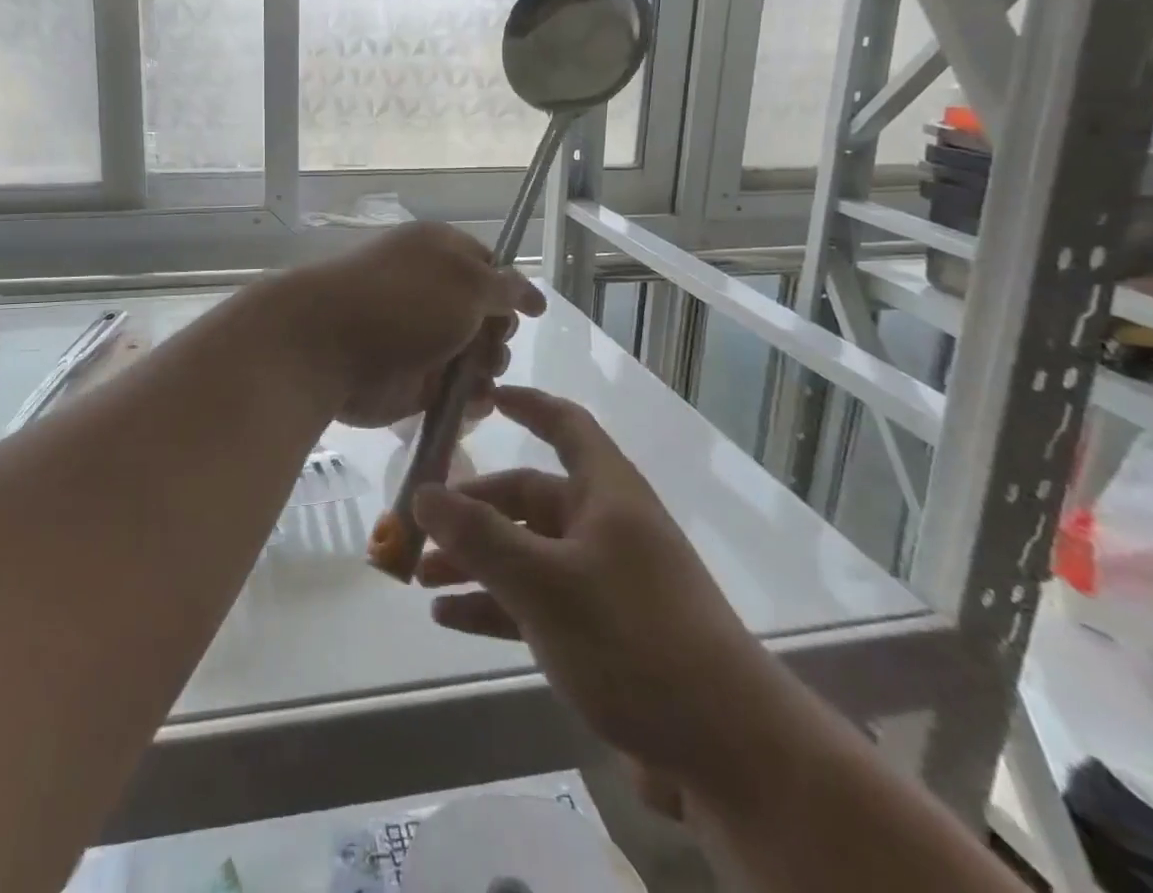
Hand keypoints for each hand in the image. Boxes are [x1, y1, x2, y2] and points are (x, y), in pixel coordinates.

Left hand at [266, 222, 544, 428]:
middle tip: (487, 343)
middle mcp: (432, 293)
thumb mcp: (467, 281)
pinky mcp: (413, 380)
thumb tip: (530, 293)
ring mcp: (421, 338)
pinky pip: (456, 391)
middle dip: (499, 333)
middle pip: (489, 316)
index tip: (526, 311)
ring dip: (488, 367)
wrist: (326, 346)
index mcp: (440, 253)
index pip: (491, 266)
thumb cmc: (402, 301)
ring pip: (478, 356)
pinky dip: (470, 398)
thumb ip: (505, 287)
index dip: (511, 289)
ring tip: (474, 375)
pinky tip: (470, 401)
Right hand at [411, 385, 798, 795]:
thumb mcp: (545, 584)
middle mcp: (606, 527)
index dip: (527, 405)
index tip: (484, 397)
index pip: (565, 425)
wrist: (731, 755)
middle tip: (421, 526)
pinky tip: (450, 619)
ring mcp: (605, 582)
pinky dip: (495, 606)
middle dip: (473, 511)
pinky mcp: (603, 634)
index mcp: (607, 494)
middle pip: (530, 498)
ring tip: (423, 577)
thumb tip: (422, 492)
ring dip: (476, 562)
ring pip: (528, 554)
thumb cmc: (636, 641)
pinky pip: (536, 603)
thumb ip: (479, 537)